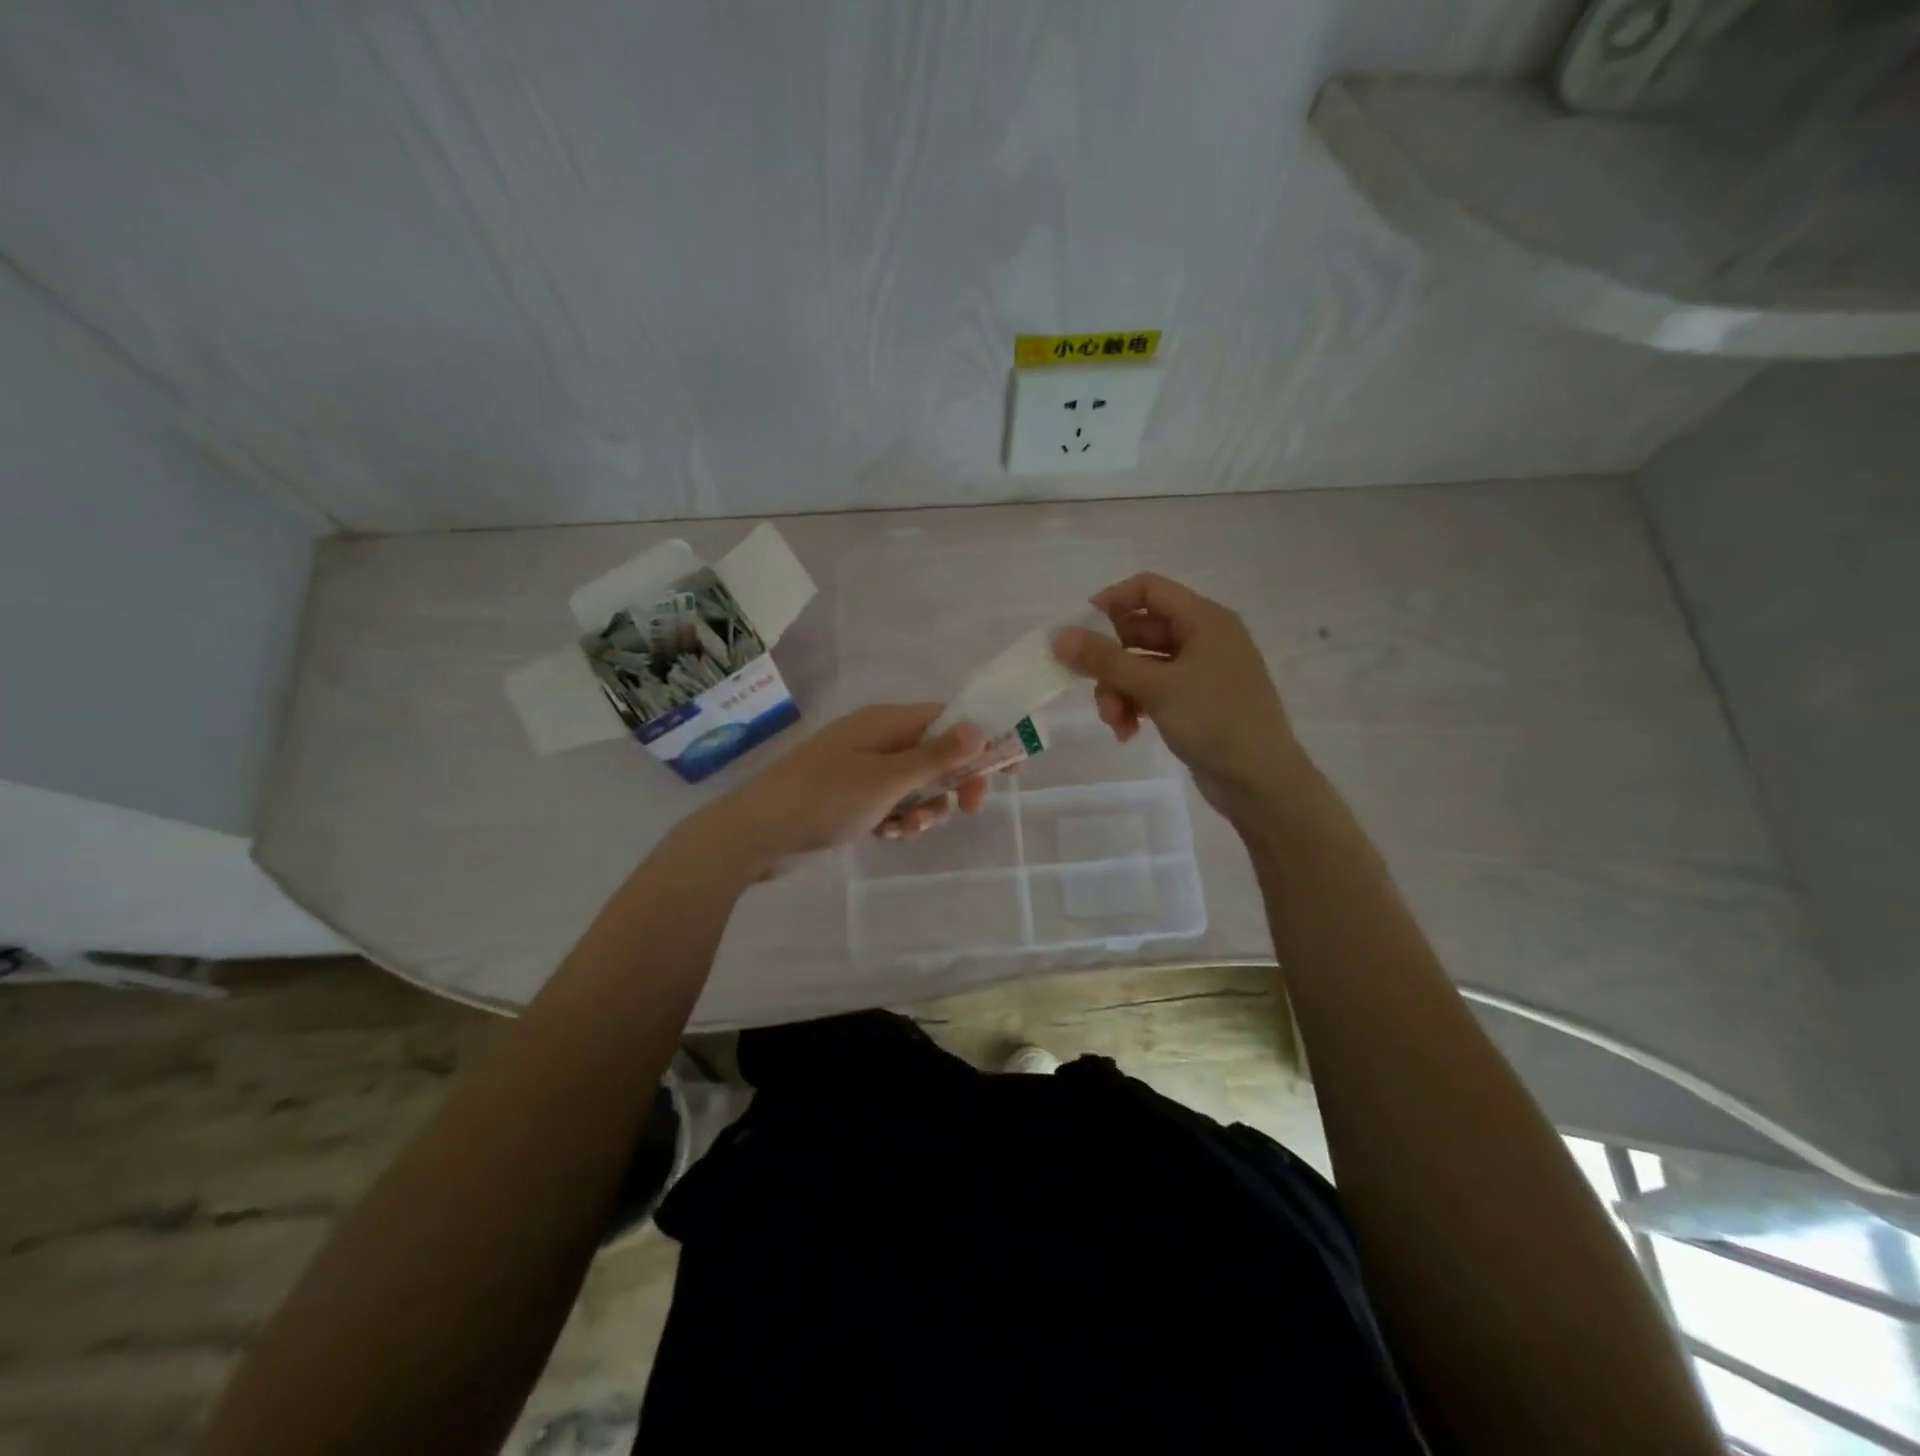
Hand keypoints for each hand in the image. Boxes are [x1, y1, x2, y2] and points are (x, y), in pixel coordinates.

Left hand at [707, 703, 988, 863]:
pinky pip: (893, 804)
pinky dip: (898, 819)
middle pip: (937, 753)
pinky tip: (887, 836)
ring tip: (906, 828)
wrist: (755, 835)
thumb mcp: (886, 779)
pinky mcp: (852, 798)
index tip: (1013, 764)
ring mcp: (863, 769)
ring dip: (924, 808)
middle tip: (969, 809)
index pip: (949, 717)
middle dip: (954, 782)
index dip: (983, 737)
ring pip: (918, 785)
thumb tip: (980, 727)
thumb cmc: (824, 799)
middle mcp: (878, 739)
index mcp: (886, 722)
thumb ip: (936, 756)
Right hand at [1052, 573, 1304, 817]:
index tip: (1079, 629)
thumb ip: (1105, 660)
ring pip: (1142, 667)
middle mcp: (1204, 638)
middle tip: (1089, 687)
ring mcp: (1201, 672)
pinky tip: (1127, 733)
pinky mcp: (1196, 702)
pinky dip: (1136, 706)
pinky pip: (1154, 691)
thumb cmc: (1215, 721)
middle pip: (1140, 632)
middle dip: (1111, 663)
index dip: (1112, 601)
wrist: (1261, 781)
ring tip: (1114, 722)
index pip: (1149, 589)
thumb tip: (1059, 636)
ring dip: (1119, 691)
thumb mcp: (1156, 687)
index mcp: (1204, 620)